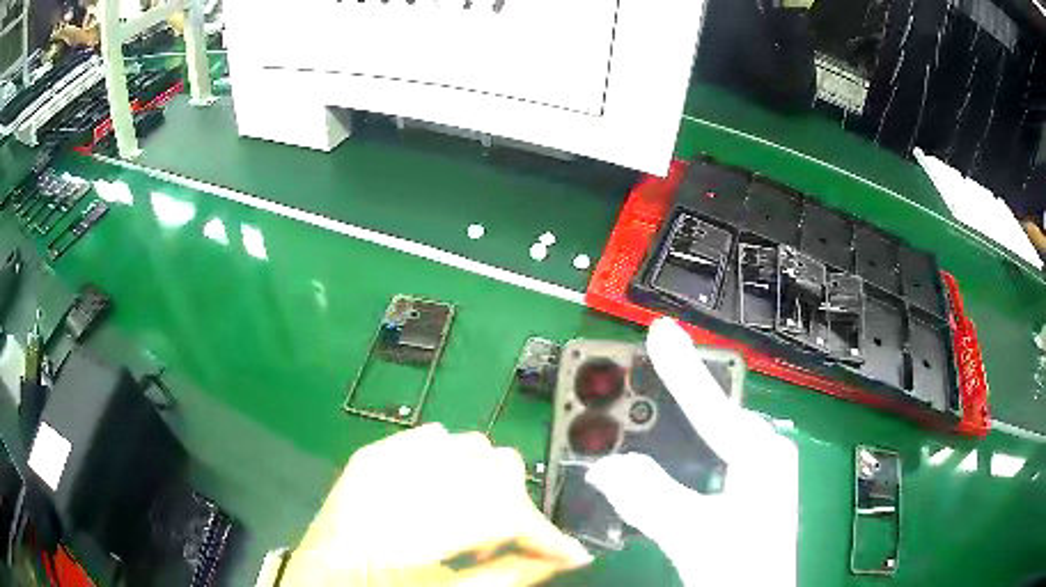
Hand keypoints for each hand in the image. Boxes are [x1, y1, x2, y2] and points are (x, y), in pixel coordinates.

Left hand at [281, 424, 590, 585]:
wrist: (318, 580)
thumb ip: (510, 576)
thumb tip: (568, 557)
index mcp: (408, 530)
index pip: (501, 513)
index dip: (543, 533)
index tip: (572, 553)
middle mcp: (394, 481)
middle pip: (493, 467)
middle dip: (514, 507)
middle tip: (502, 543)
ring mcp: (377, 459)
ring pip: (469, 445)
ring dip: (485, 485)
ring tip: (467, 524)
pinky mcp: (370, 453)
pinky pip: (433, 438)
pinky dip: (453, 466)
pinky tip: (442, 497)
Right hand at [585, 318, 798, 585]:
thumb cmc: (739, 567)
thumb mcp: (692, 534)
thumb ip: (648, 498)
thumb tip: (605, 467)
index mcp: (761, 454)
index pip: (712, 404)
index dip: (680, 366)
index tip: (659, 330)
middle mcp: (766, 452)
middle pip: (712, 415)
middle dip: (674, 399)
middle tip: (636, 385)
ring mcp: (763, 469)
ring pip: (712, 436)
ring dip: (677, 429)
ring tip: (644, 421)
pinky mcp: (753, 486)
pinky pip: (714, 456)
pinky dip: (687, 452)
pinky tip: (669, 460)